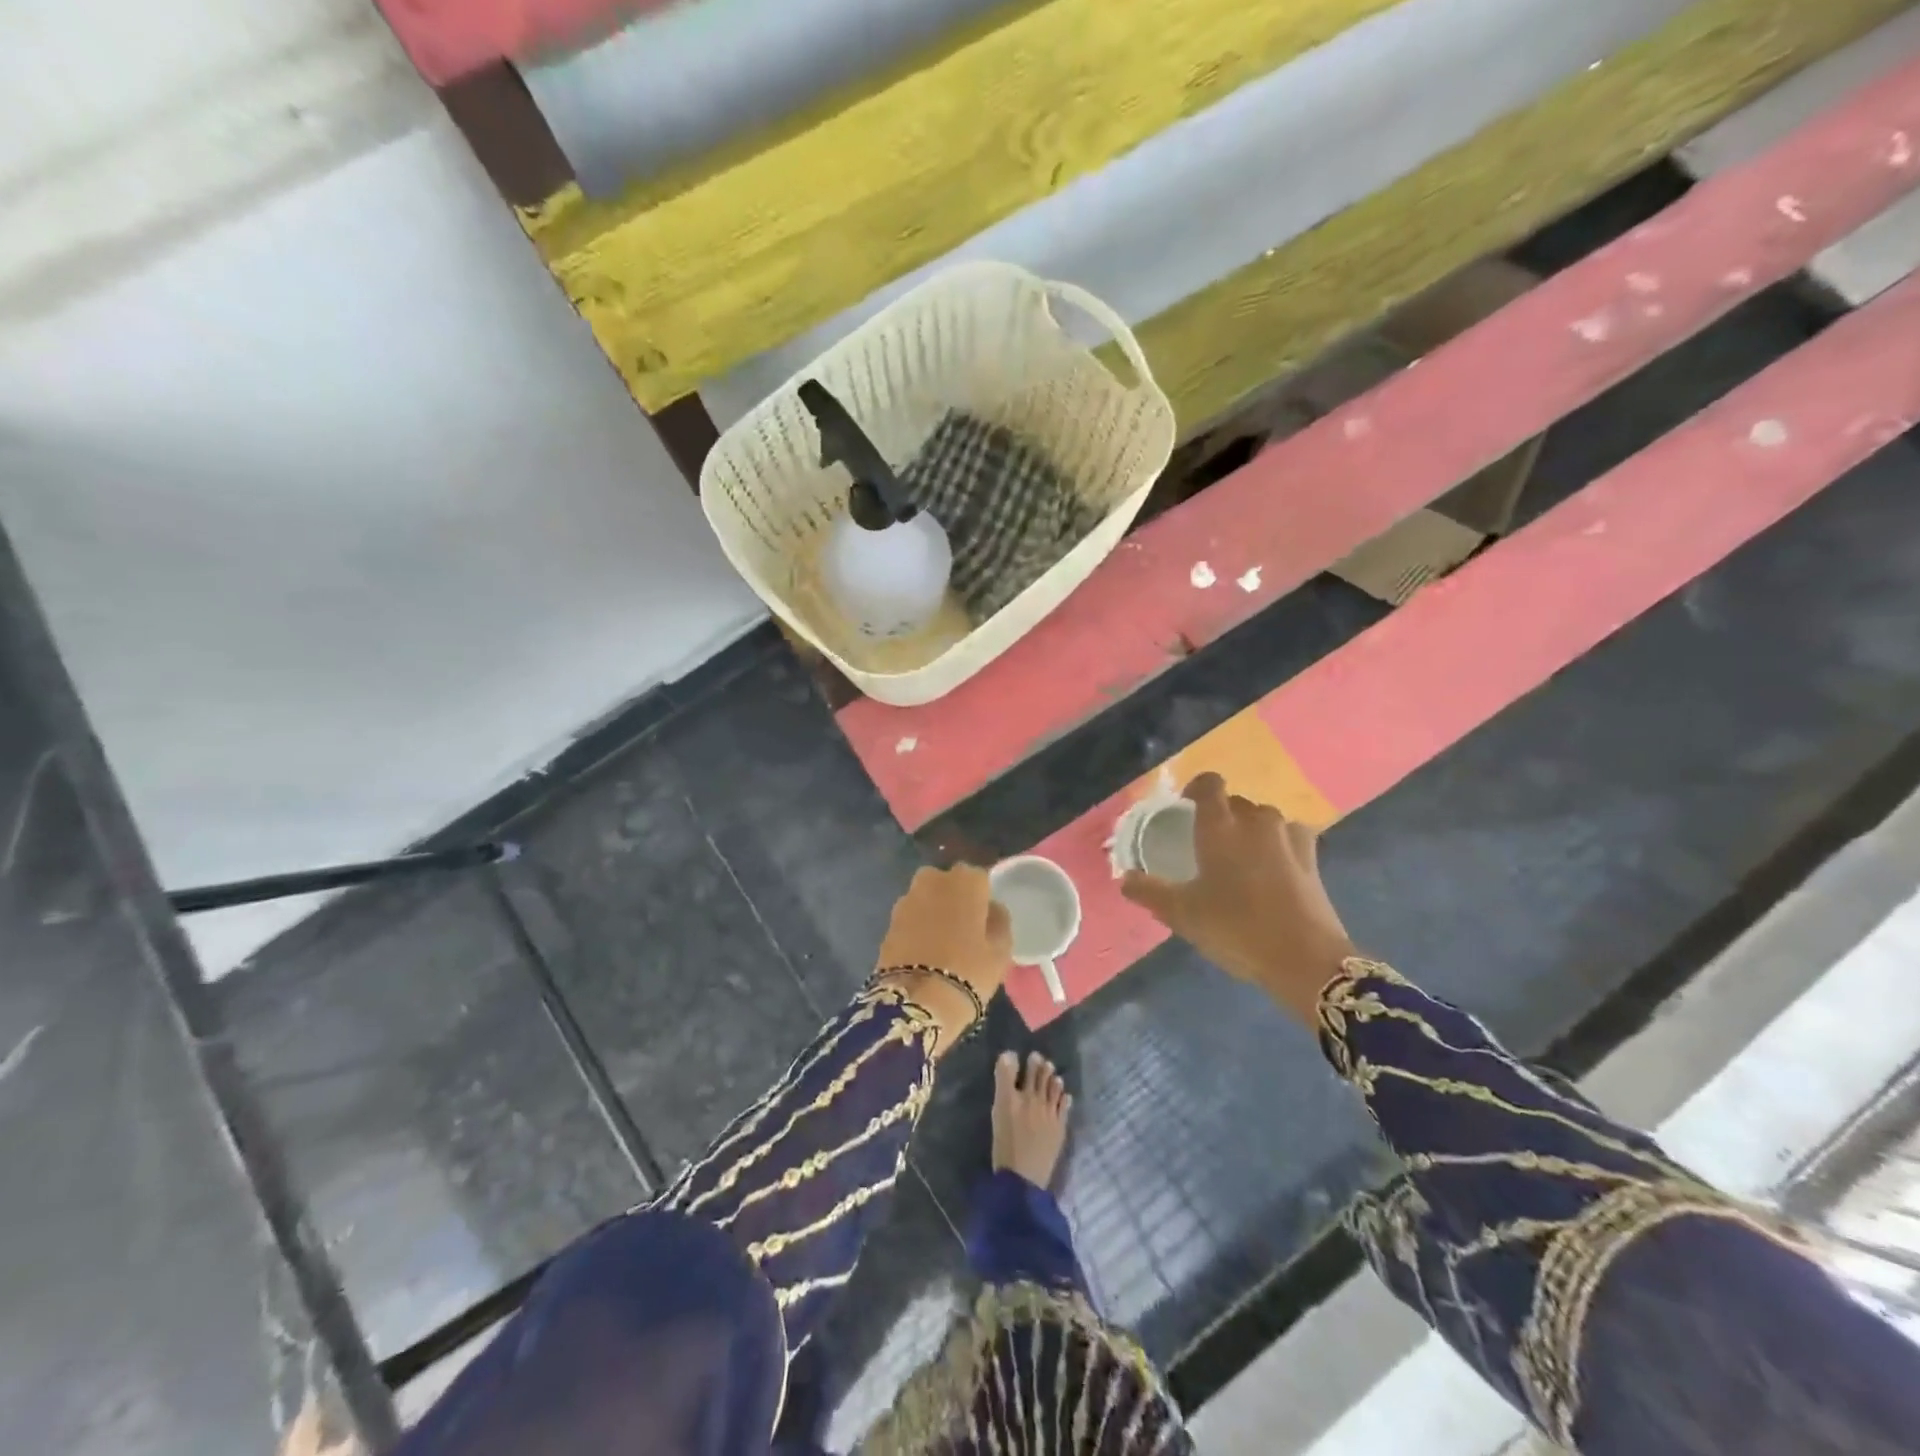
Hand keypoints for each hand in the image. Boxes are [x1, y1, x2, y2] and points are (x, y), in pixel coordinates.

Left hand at [875, 865, 1011, 1053]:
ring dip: (933, 910)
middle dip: (954, 897)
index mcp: (966, 881)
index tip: (985, 917)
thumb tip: (992, 909)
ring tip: (942, 940)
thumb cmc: (969, 972)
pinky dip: (917, 926)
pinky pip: (911, 916)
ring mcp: (907, 898)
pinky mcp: (889, 921)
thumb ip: (999, 922)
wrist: (917, 1001)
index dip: (982, 897)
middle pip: (948, 882)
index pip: (979, 877)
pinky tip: (923, 950)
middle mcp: (934, 880)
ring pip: (926, 897)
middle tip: (963, 926)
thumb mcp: (1001, 951)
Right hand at [1120, 773, 1355, 1024]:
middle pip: (1235, 803)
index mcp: (1220, 826)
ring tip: (1239, 859)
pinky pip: (1289, 837)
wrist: (1305, 959)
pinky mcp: (1312, 857)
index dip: (1195, 789)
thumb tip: (1124, 878)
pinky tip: (1273, 868)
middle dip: (1220, 816)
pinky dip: (1278, 845)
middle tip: (1206, 846)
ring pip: (1264, 819)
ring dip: (1250, 830)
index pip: (1209, 784)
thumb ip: (1149, 891)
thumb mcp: (1182, 914)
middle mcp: (1255, 821)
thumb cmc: (1236, 928)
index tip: (1184, 808)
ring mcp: (1288, 837)